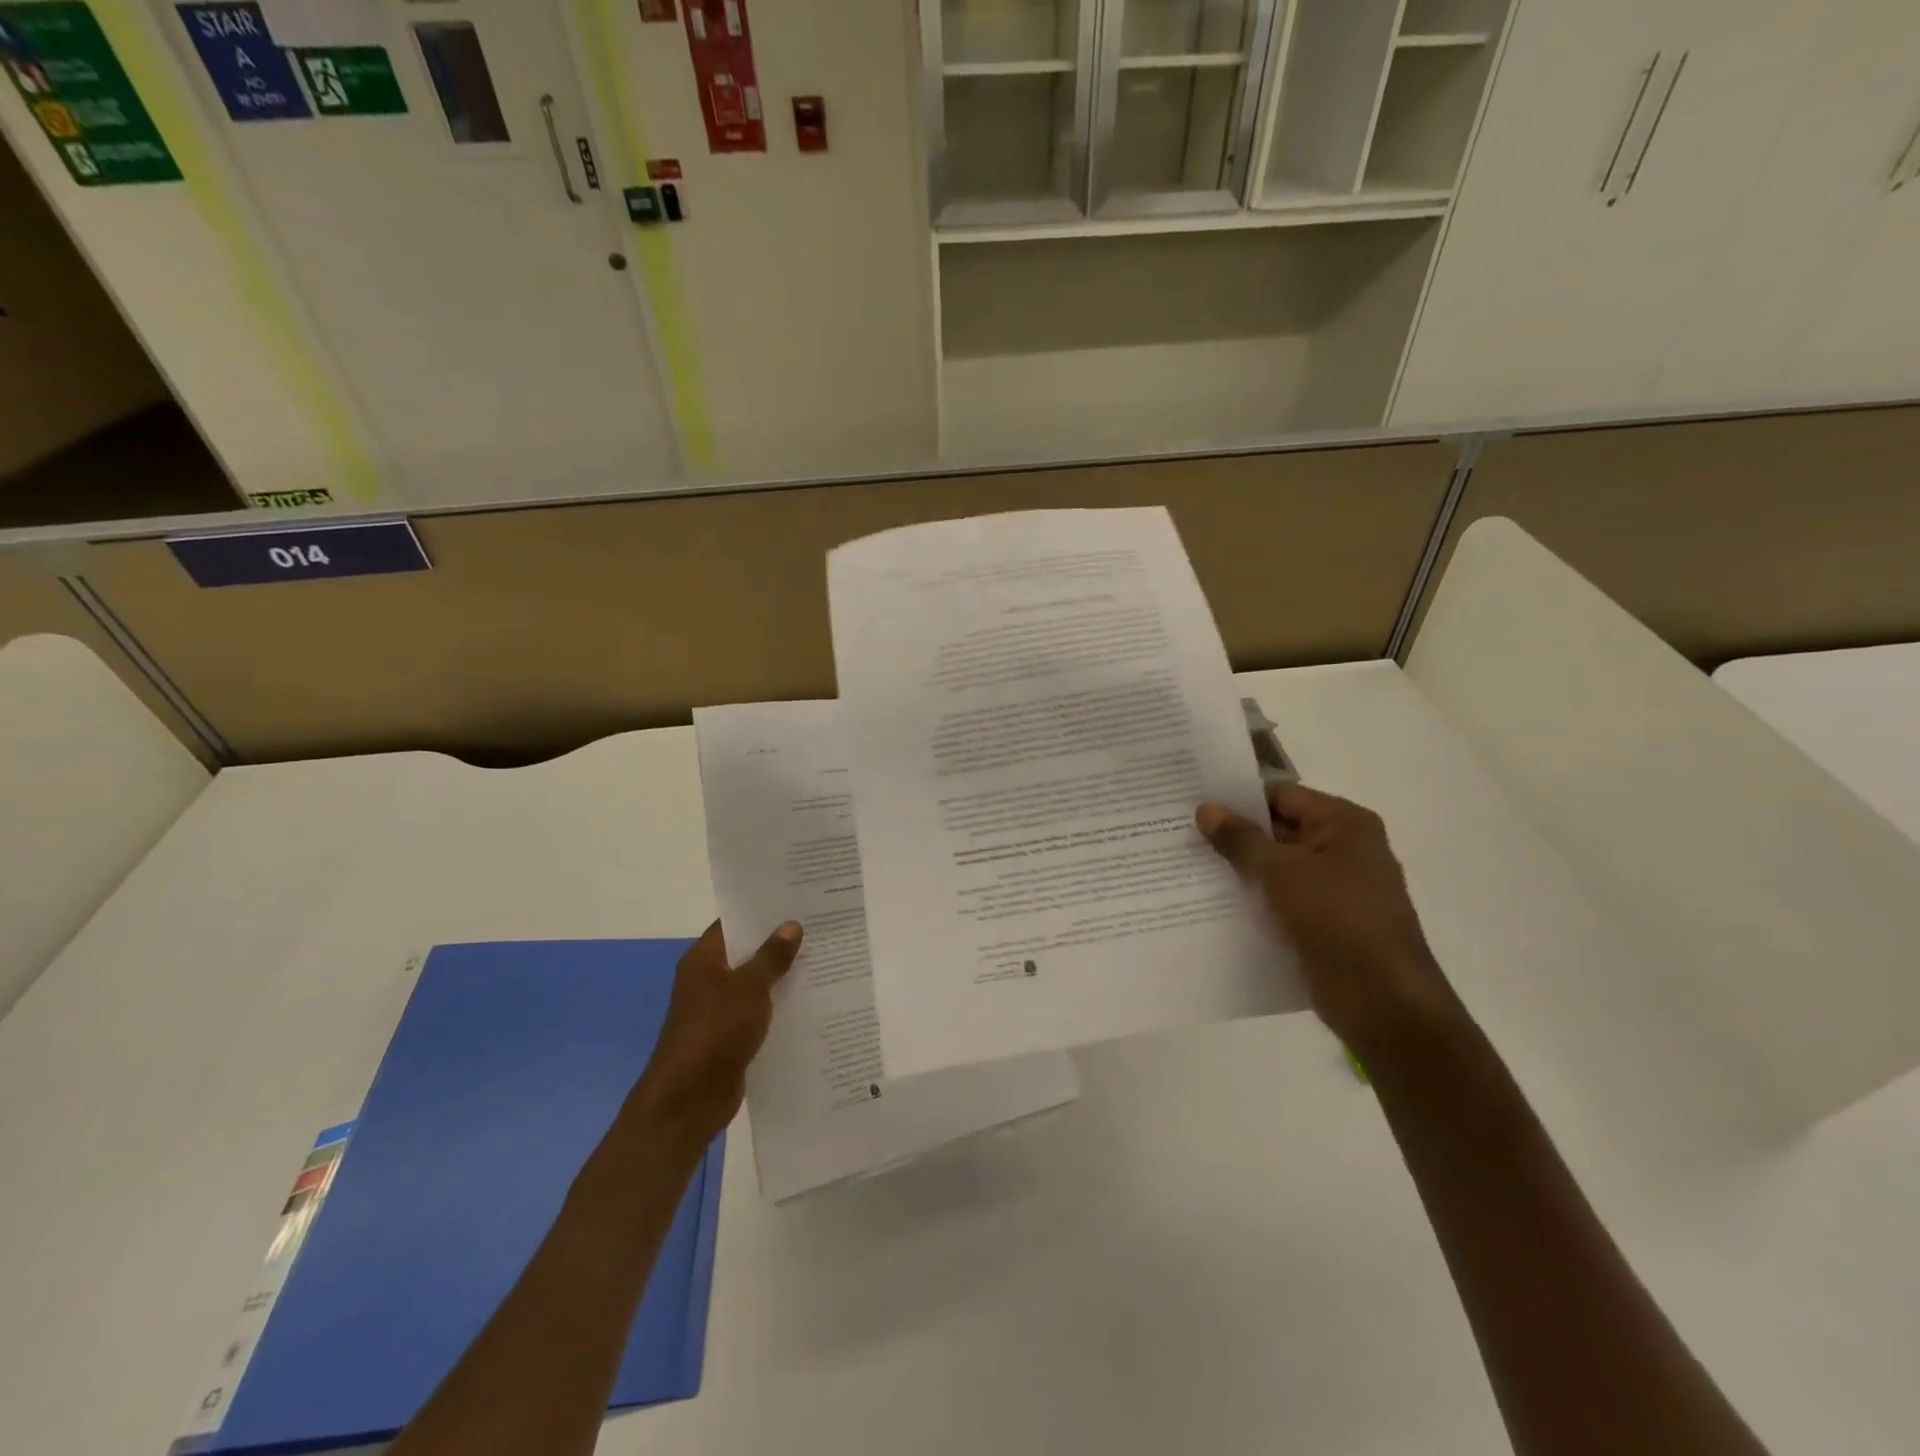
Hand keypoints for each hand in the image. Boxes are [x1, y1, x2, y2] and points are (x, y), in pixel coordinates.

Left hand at [630, 920, 801, 1143]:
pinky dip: (778, 1007)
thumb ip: (771, 956)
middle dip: (778, 944)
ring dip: (781, 977)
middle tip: (819, 928)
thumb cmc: (716, 1030)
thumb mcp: (749, 987)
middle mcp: (707, 980)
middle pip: (746, 953)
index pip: (733, 924)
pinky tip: (809, 1002)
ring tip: (823, 961)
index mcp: (704, 959)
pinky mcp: (729, 1037)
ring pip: (754, 984)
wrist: (689, 1098)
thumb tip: (791, 925)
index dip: (762, 912)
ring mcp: (717, 1010)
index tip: (796, 902)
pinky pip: (758, 1012)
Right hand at [1197, 784, 1459, 1058]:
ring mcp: (1333, 889)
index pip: (1282, 796)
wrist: (1380, 999)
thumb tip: (1206, 809)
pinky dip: (1251, 899)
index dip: (1238, 797)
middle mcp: (1343, 850)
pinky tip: (1209, 901)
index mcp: (1344, 824)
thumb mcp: (1281, 870)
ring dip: (1238, 869)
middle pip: (1278, 830)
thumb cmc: (1336, 917)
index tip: (1194, 800)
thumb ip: (1240, 838)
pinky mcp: (1321, 922)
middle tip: (1180, 830)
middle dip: (1233, 833)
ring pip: (1275, 868)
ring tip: (1185, 863)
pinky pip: (1278, 900)